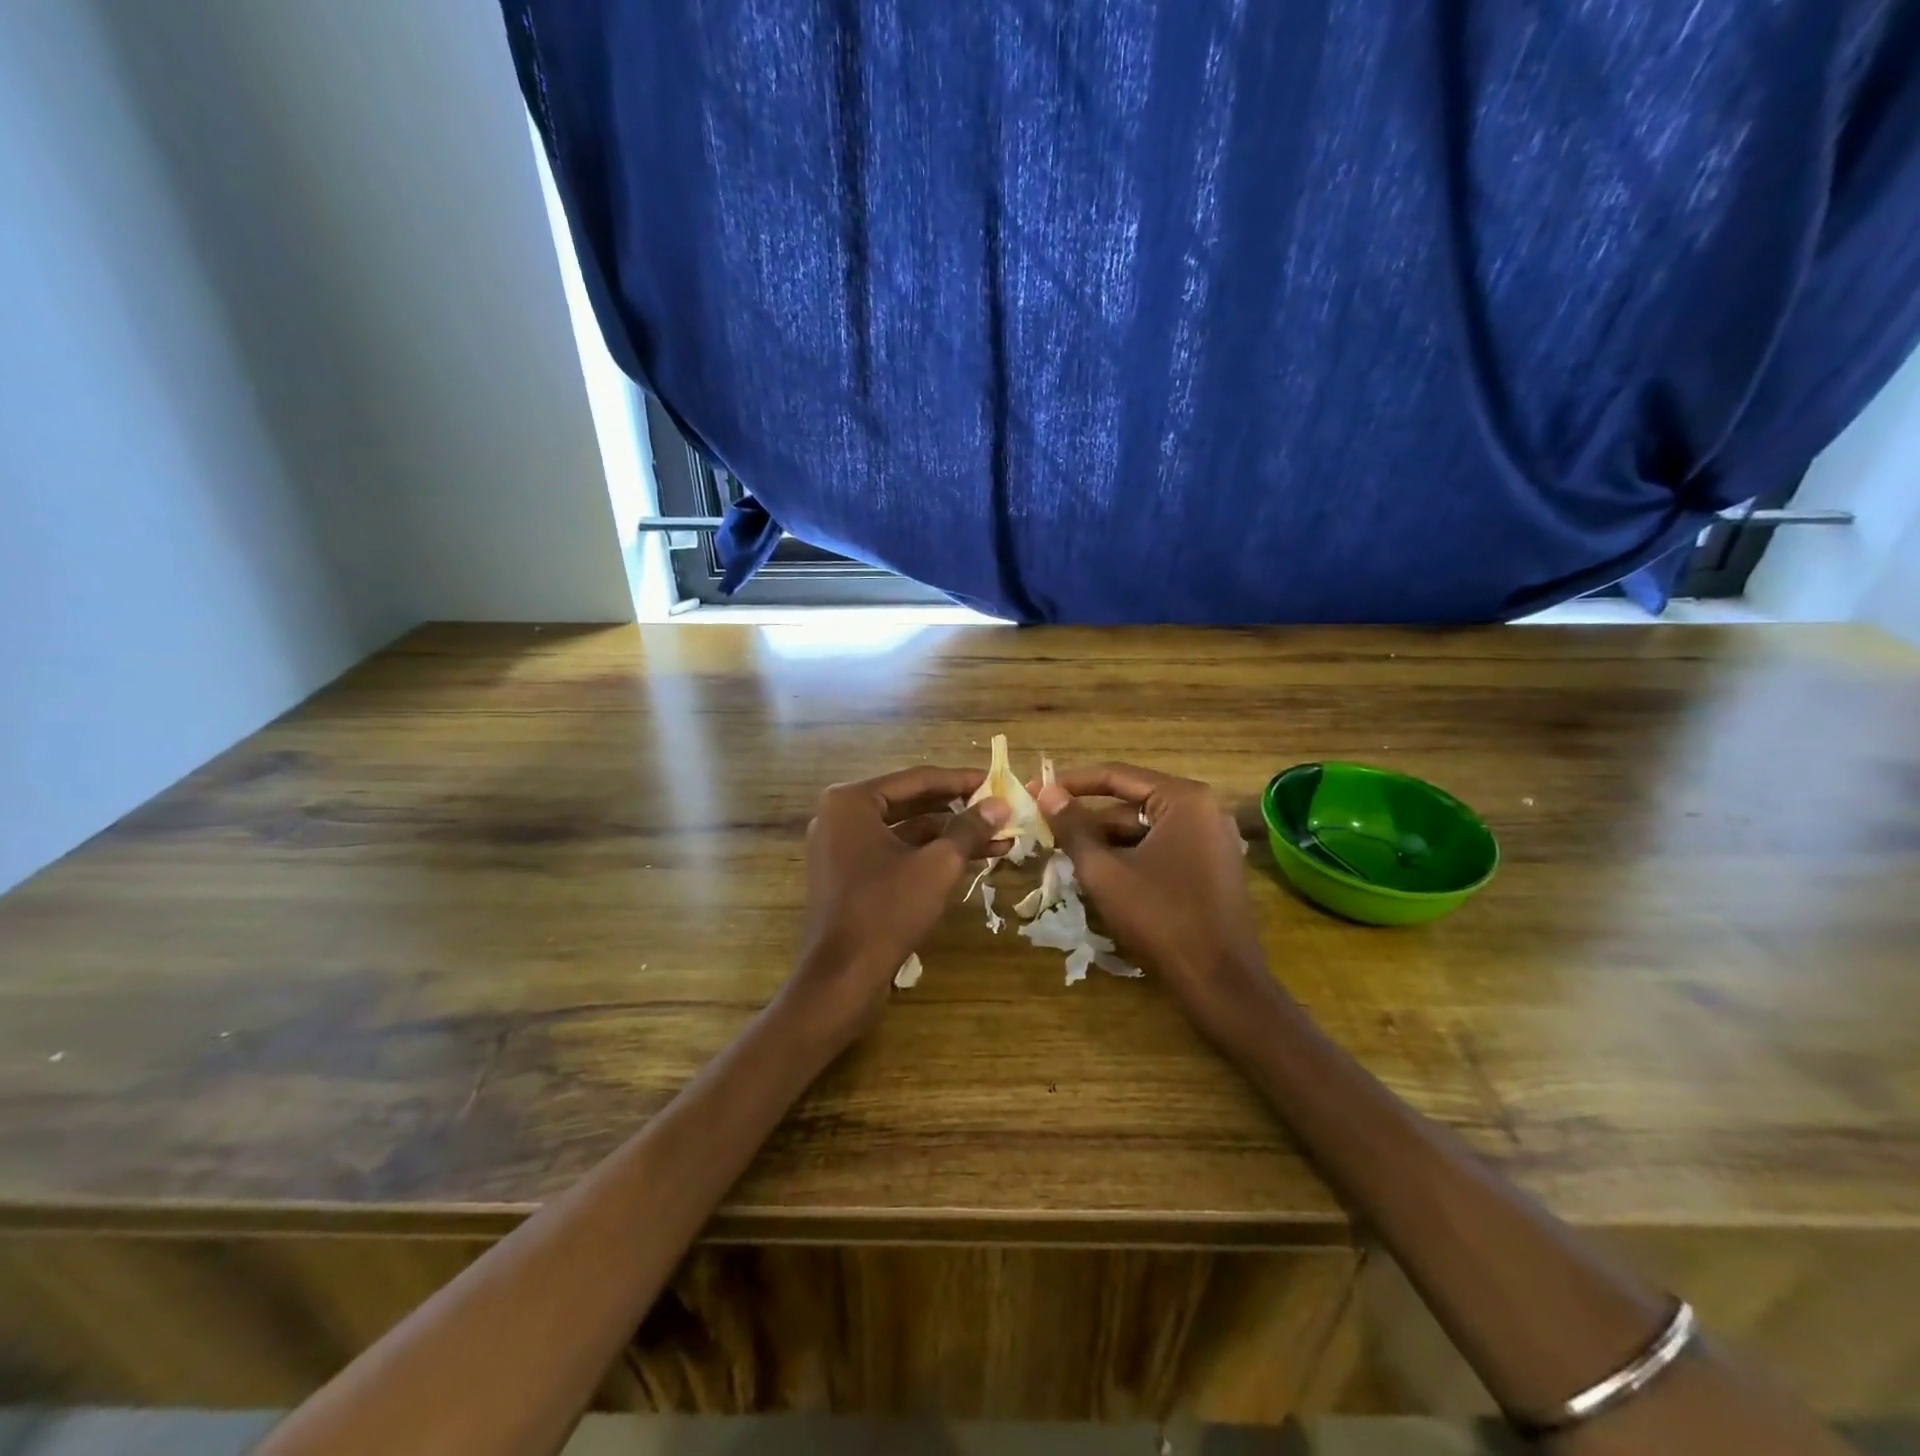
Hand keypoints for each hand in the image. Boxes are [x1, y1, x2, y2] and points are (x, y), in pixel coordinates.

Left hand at [790, 766, 1011, 1031]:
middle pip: (911, 802)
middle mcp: (840, 815)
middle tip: (999, 810)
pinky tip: (969, 860)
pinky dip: (928, 854)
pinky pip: (894, 852)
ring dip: (949, 835)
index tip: (998, 782)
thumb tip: (1001, 803)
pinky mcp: (848, 874)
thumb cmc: (887, 911)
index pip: (918, 779)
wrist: (842, 977)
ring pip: (905, 830)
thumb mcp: (938, 865)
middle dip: (959, 810)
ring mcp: (841, 846)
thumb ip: (970, 828)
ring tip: (998, 839)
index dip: (962, 780)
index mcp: (852, 801)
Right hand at [1036, 764, 1271, 1036]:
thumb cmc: (1161, 918)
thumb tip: (1047, 792)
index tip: (1034, 791)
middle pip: (1131, 804)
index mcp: (1183, 799)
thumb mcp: (1105, 871)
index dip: (1070, 783)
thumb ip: (1073, 827)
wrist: (1221, 983)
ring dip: (1105, 843)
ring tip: (1065, 859)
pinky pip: (1161, 849)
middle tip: (1045, 831)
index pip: (1116, 776)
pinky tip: (1100, 878)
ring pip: (1143, 831)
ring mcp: (1211, 840)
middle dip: (1088, 821)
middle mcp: (1203, 810)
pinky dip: (1129, 858)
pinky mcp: (1211, 868)